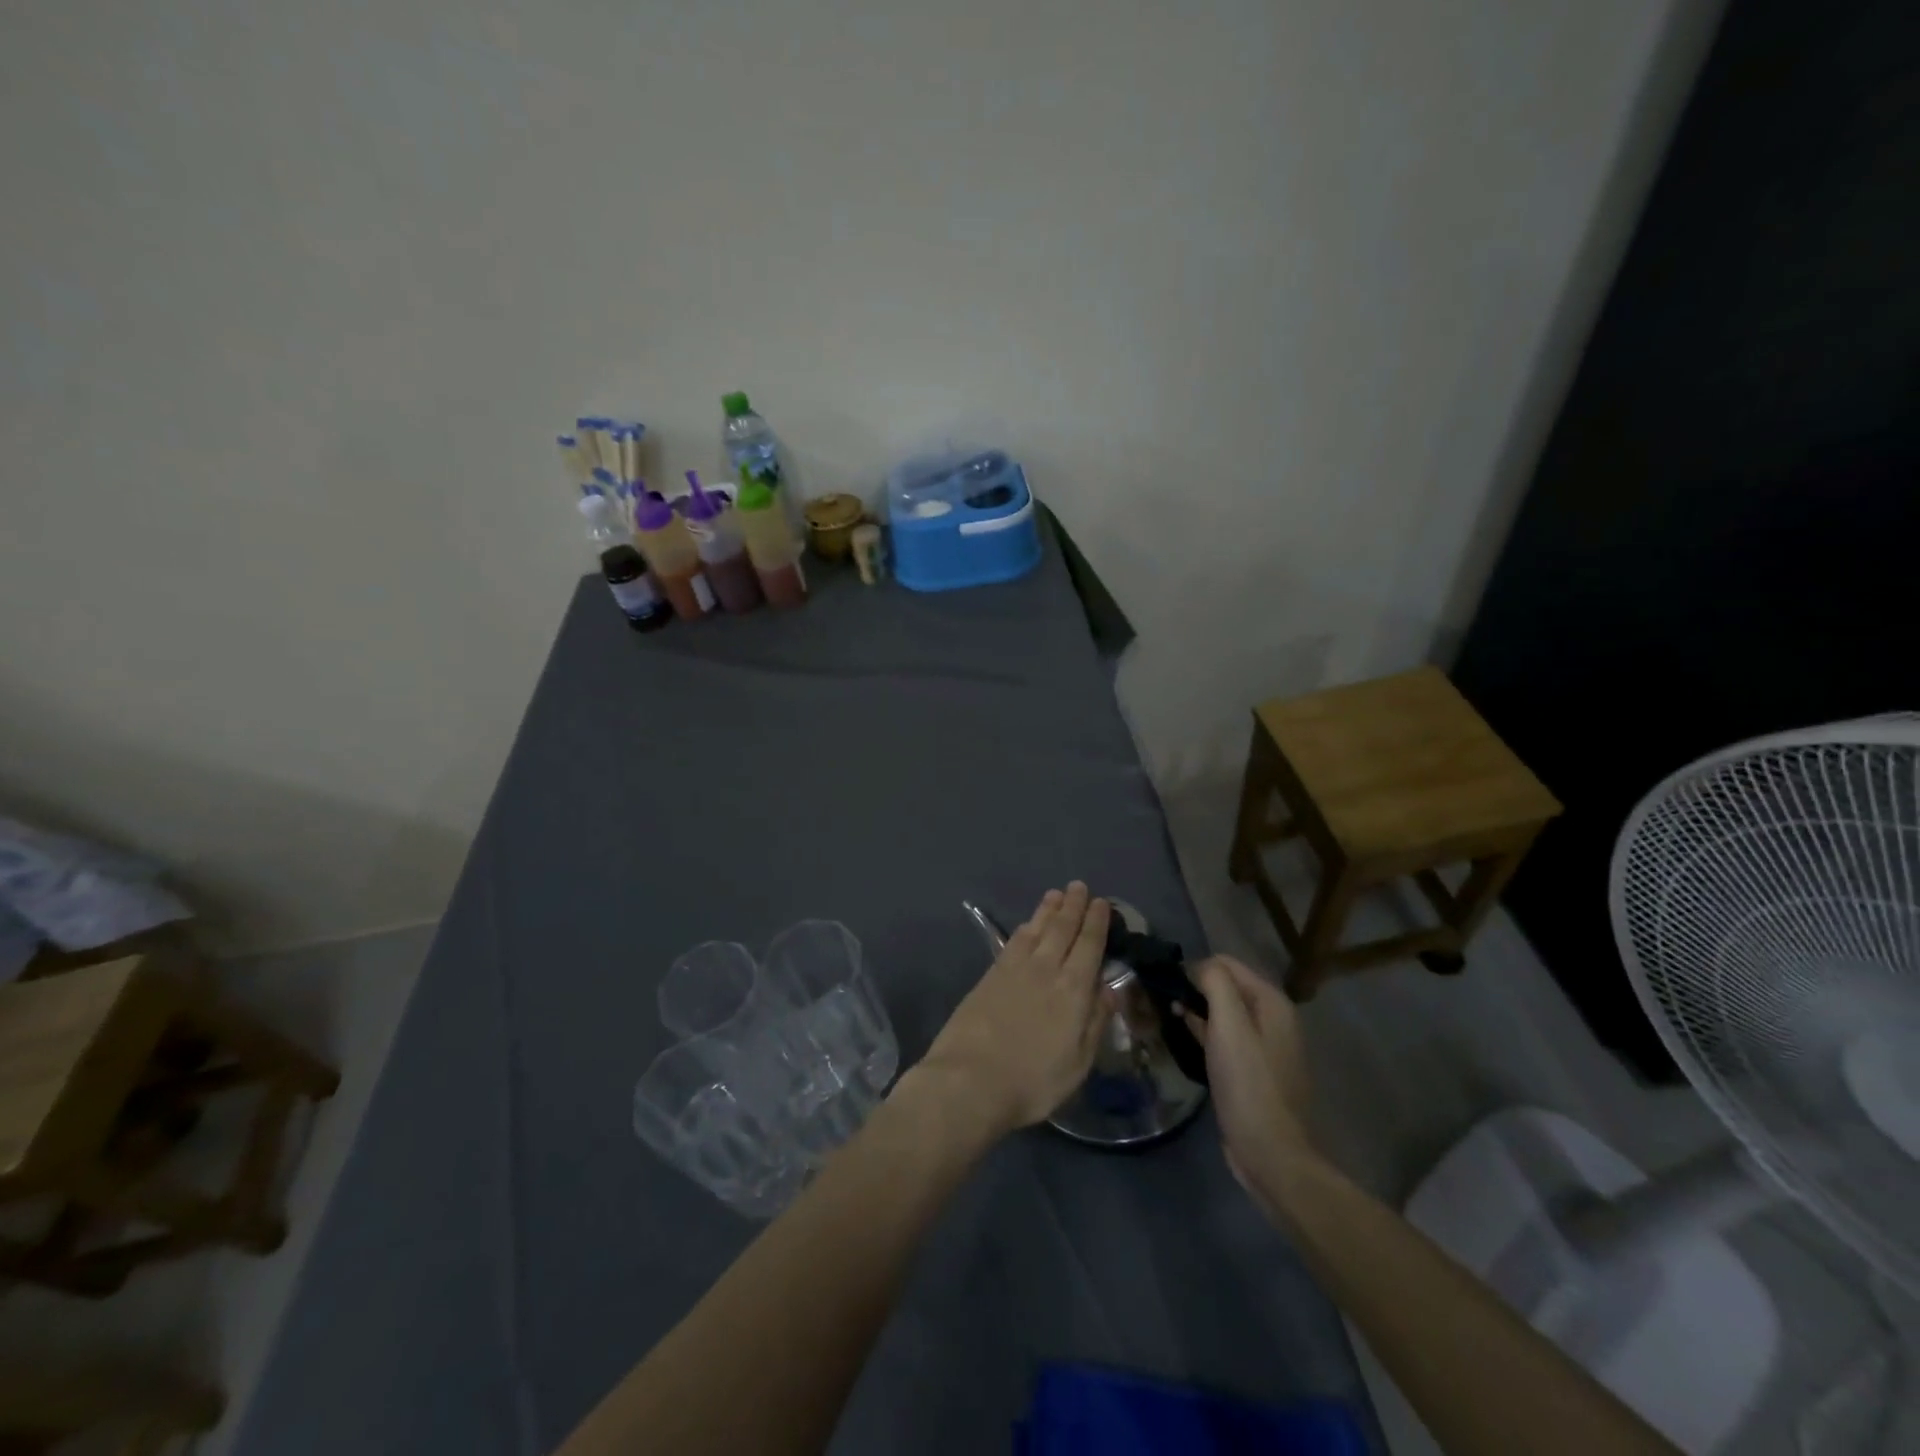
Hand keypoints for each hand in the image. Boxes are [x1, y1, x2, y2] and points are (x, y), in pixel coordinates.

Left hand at [918, 884, 1111, 1135]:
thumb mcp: (1077, 1063)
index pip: (1089, 946)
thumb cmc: (1032, 1081)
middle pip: (1062, 930)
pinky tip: (1028, 923)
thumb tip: (1109, 991)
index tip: (1101, 903)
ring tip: (1056, 894)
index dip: (1096, 923)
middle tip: (1079, 886)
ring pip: (1037, 929)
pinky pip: (1014, 940)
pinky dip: (1025, 926)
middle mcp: (1046, 970)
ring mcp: (1015, 969)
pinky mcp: (990, 975)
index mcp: (1073, 991)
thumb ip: (1095, 1023)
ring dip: (1048, 910)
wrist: (970, 1079)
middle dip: (1073, 906)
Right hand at [1180, 956, 1318, 1202]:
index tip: (1165, 984)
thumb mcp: (1229, 1025)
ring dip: (1196, 1010)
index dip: (1194, 968)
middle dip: (1194, 988)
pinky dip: (1204, 1032)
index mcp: (1271, 1002)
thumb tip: (1196, 966)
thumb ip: (1215, 984)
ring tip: (1165, 1015)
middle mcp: (1272, 1018)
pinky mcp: (1252, 1070)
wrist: (1271, 1153)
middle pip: (1225, 986)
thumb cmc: (1248, 1083)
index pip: (1226, 963)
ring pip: (1223, 1013)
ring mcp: (1264, 1046)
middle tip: (1160, 1000)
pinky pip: (1224, 1038)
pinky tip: (1183, 1038)